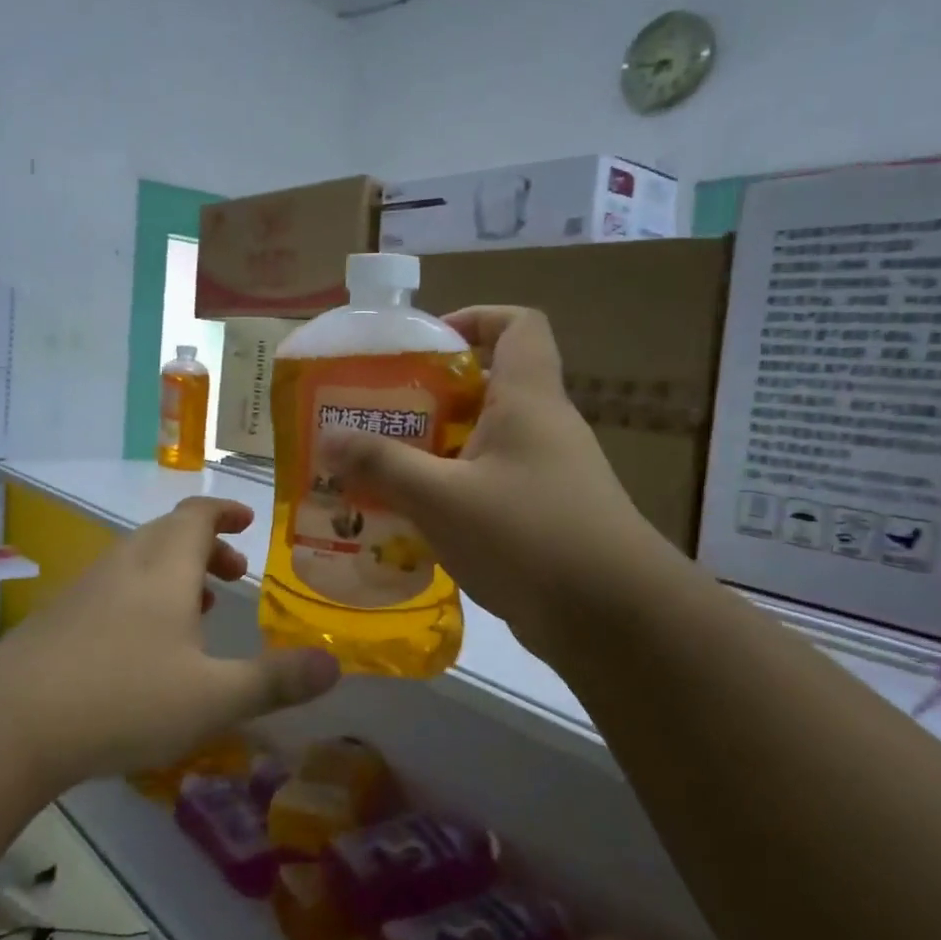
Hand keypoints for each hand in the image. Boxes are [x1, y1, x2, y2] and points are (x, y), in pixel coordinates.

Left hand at [0, 497, 340, 787]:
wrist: (11, 723)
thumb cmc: (124, 697)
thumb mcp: (214, 698)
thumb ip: (276, 681)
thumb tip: (335, 665)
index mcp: (164, 567)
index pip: (197, 515)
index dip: (225, 512)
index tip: (248, 522)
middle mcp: (125, 565)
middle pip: (167, 533)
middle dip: (206, 546)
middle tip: (235, 576)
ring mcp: (86, 588)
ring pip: (138, 562)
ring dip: (174, 573)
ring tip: (199, 610)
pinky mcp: (59, 618)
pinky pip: (114, 589)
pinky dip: (143, 597)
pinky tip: (145, 647)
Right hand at [319, 306, 671, 661]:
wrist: (613, 620)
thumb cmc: (528, 537)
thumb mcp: (441, 498)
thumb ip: (382, 465)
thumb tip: (327, 439)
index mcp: (527, 400)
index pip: (518, 324)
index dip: (473, 319)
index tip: (424, 346)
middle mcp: (542, 428)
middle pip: (487, 388)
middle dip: (429, 398)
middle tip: (377, 417)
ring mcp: (547, 475)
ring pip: (482, 444)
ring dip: (434, 452)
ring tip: (380, 472)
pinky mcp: (543, 518)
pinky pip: (488, 488)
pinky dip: (451, 494)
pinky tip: (412, 522)